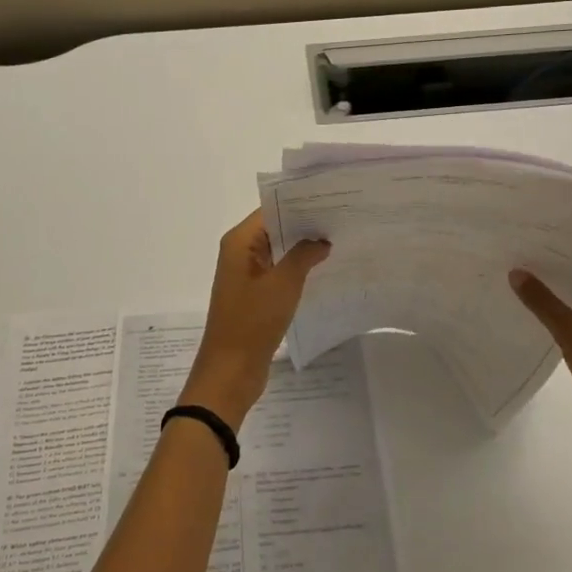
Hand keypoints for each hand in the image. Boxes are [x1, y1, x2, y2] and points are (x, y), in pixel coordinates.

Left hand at [179, 211, 330, 429]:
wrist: (230, 371)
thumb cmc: (253, 322)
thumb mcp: (283, 284)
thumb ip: (304, 255)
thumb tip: (321, 239)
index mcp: (239, 242)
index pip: (271, 210)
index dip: (299, 204)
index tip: (331, 200)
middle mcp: (240, 252)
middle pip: (275, 228)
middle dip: (305, 225)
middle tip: (341, 219)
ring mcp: (246, 274)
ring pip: (278, 251)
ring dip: (302, 248)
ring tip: (339, 240)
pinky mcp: (254, 294)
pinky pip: (278, 271)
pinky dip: (297, 268)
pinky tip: (323, 269)